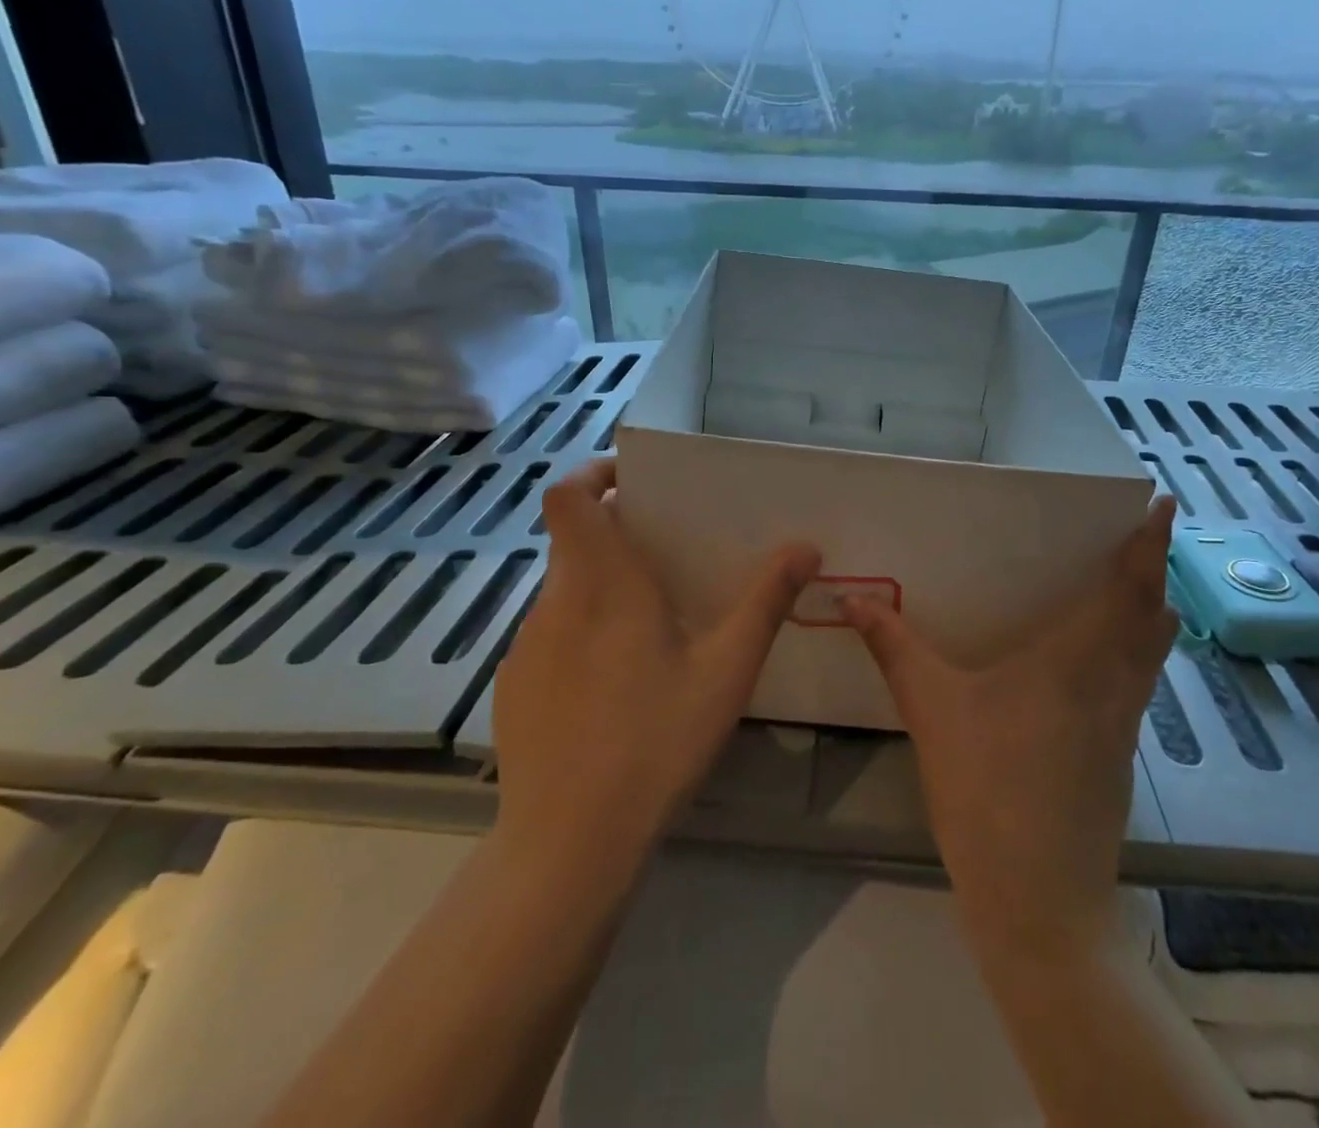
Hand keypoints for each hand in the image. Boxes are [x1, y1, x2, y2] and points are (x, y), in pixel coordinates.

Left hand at [490, 458, 818, 875]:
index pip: (568, 497)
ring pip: (565, 590)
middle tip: (668, 558)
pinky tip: (614, 687)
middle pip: (574, 540)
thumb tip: (805, 547)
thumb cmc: (655, 742)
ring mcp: (527, 646)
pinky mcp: (514, 686)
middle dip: (616, 536)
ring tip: (651, 630)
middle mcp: (556, 602)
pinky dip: (582, 634)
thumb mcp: (726, 671)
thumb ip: (765, 602)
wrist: (569, 843)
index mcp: (603, 583)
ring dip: (602, 589)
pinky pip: (551, 635)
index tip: (633, 482)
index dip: (592, 475)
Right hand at [840, 495, 1179, 955]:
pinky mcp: (1120, 758)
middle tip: (1137, 539)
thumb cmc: (986, 789)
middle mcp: (1112, 685)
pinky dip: (1135, 653)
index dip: (1149, 545)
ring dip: (1148, 614)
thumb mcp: (931, 710)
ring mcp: (1123, 726)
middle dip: (1151, 572)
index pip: (1128, 590)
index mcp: (1076, 662)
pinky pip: (1138, 684)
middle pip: (1151, 617)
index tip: (1163, 505)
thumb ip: (893, 647)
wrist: (1038, 902)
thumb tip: (852, 598)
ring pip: (1151, 654)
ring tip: (1130, 588)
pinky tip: (1099, 663)